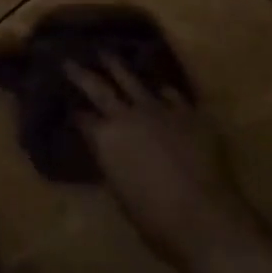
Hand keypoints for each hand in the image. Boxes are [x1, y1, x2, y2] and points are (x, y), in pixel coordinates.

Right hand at [66, 60, 253, 272]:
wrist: (204, 218)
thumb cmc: (154, 219)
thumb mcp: (120, 191)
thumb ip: (112, 163)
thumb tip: (110, 152)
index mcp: (104, 139)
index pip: (82, 118)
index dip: (74, 112)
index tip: (67, 102)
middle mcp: (127, 117)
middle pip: (99, 88)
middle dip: (81, 73)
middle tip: (69, 59)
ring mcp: (159, 110)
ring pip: (133, 80)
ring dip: (117, 66)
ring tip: (106, 53)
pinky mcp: (189, 113)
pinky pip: (171, 94)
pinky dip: (162, 89)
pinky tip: (159, 85)